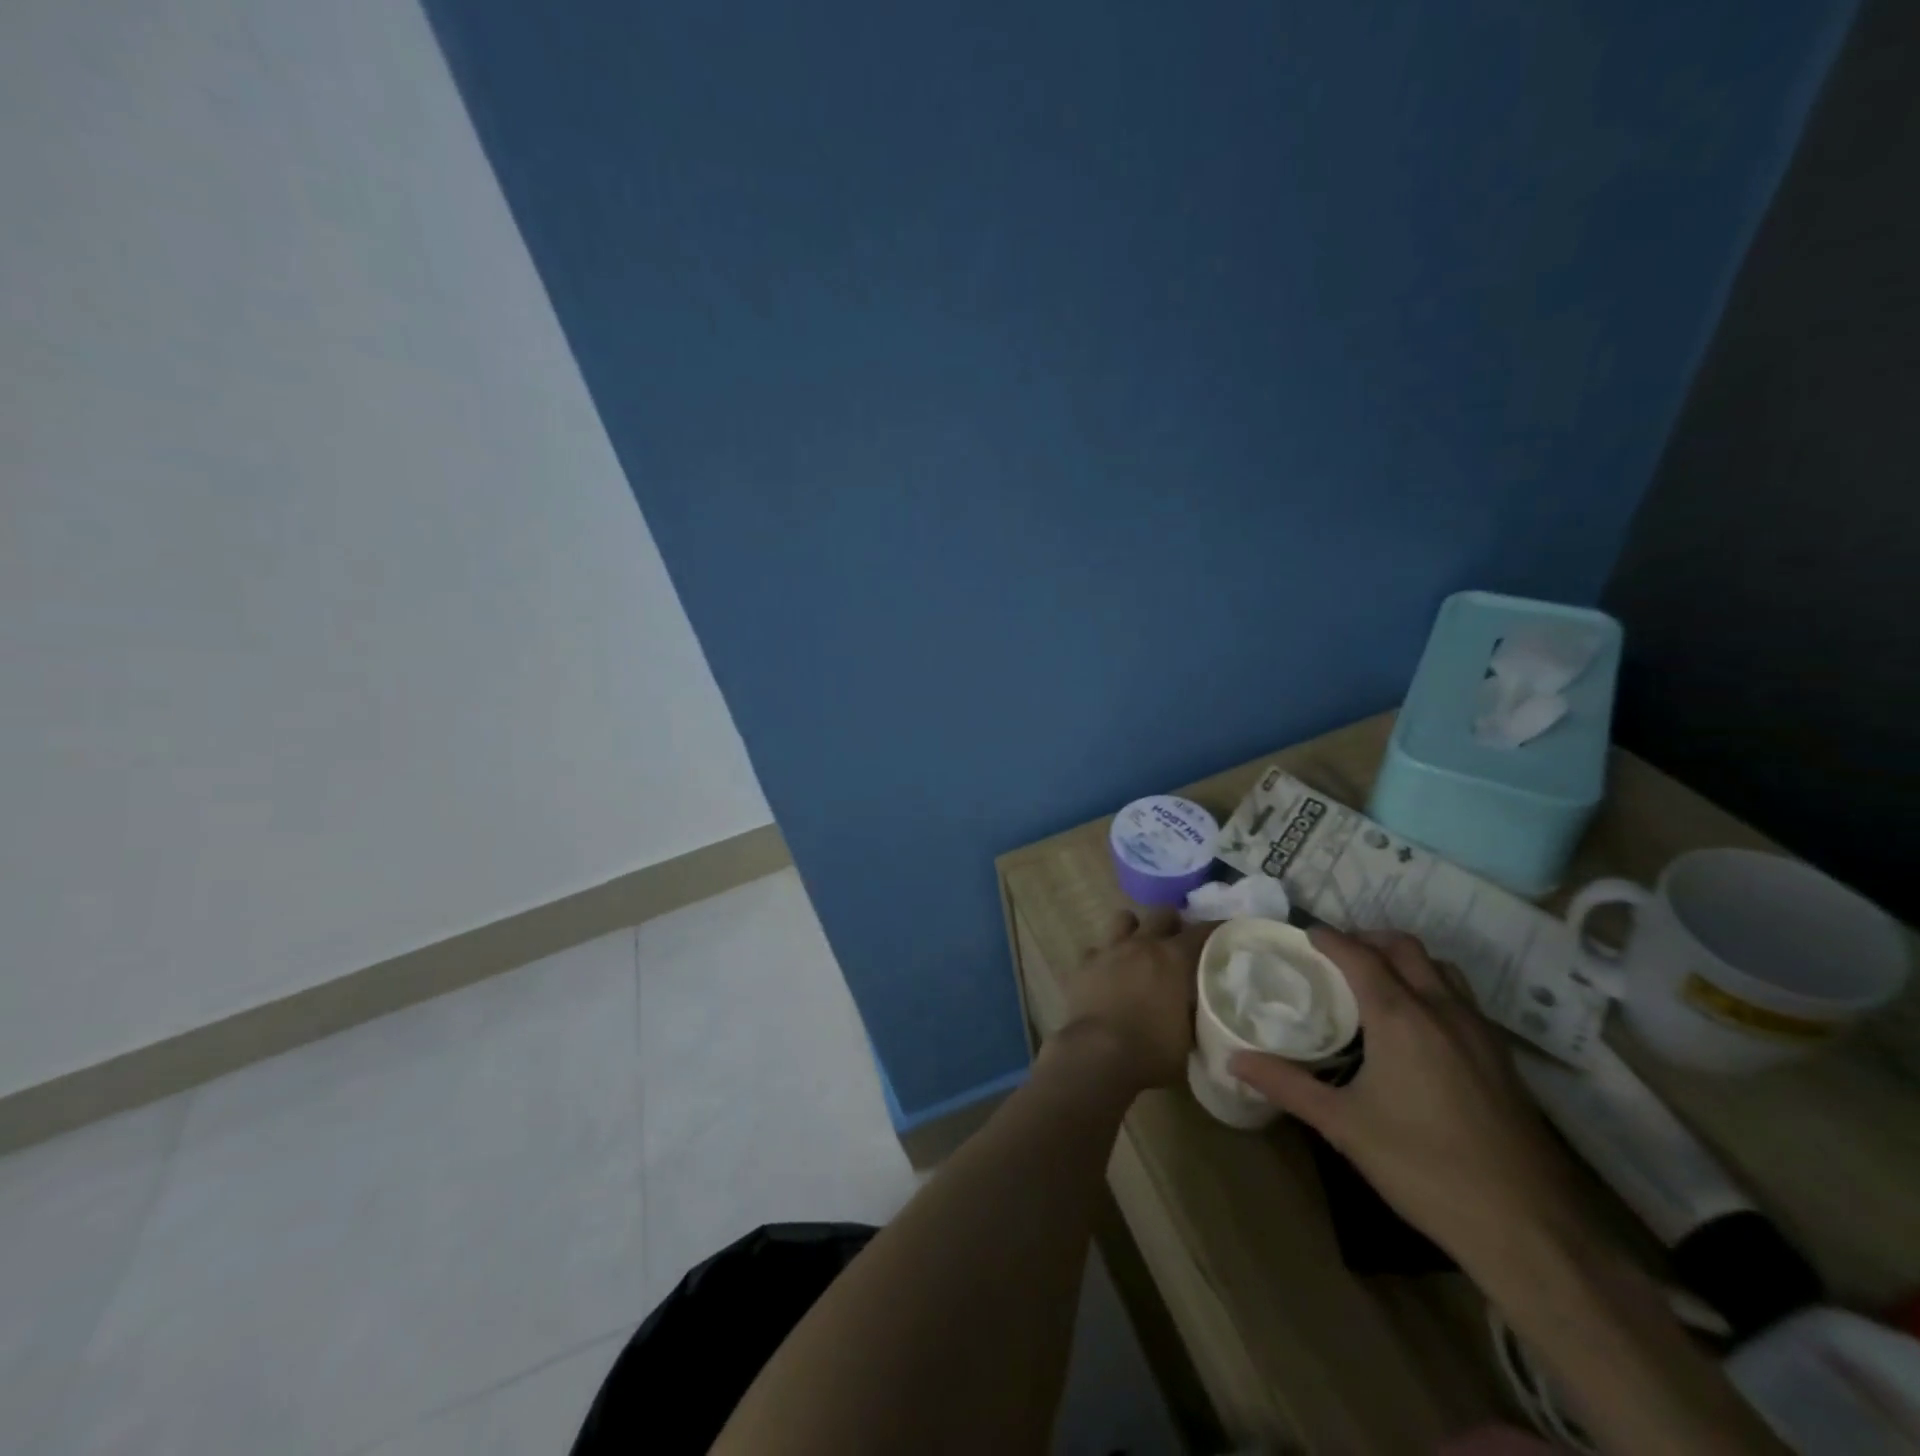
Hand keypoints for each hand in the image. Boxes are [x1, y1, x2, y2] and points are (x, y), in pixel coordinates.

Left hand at [1061, 907, 1207, 1091]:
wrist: (1098, 1054)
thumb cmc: (1152, 1051)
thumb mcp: (1189, 1037)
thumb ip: (1196, 1012)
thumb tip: (1198, 1004)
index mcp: (1174, 958)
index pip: (1202, 931)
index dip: (1215, 930)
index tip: (1224, 934)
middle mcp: (1142, 944)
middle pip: (1161, 913)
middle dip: (1172, 923)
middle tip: (1177, 942)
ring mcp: (1109, 950)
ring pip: (1123, 918)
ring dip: (1134, 929)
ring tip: (1139, 948)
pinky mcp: (1083, 963)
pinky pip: (1095, 949)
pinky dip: (1104, 957)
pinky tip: (1106, 973)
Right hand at [1230, 927, 1591, 1268]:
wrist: (1530, 1228)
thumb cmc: (1424, 1167)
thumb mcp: (1344, 1126)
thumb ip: (1287, 1085)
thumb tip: (1234, 1061)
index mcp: (1400, 1016)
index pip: (1358, 955)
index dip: (1327, 938)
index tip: (1302, 935)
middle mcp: (1442, 1009)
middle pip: (1404, 948)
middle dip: (1367, 939)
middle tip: (1335, 957)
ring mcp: (1479, 1031)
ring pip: (1440, 968)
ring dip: (1405, 960)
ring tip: (1375, 983)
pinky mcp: (1502, 1058)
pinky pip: (1461, 998)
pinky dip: (1432, 988)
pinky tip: (1417, 1028)